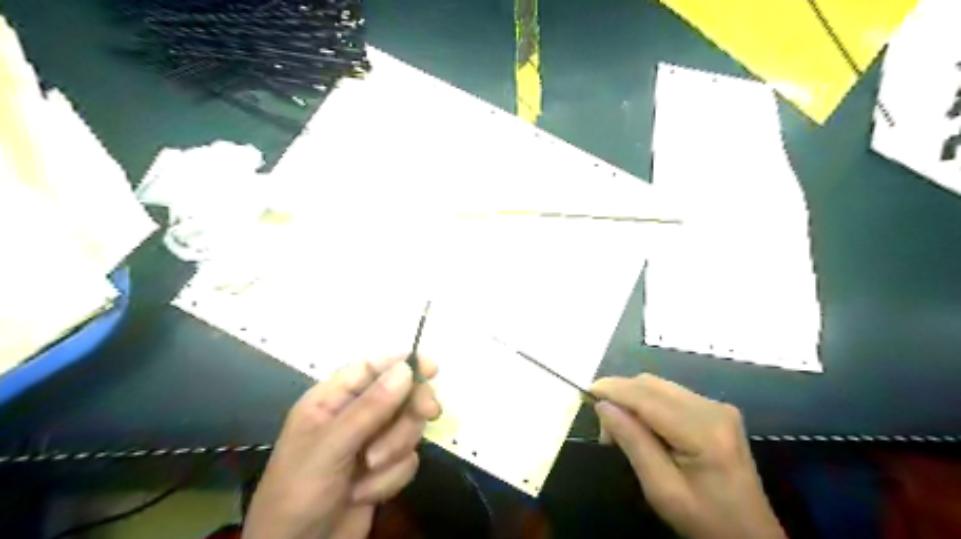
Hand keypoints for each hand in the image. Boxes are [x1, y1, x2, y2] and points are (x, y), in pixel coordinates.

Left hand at [242, 356, 439, 538]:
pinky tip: (366, 494)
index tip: (432, 369)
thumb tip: (406, 368)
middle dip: (408, 411)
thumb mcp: (331, 446)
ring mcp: (370, 443)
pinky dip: (391, 477)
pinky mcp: (383, 470)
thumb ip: (370, 407)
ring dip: (395, 450)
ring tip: (369, 470)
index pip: (372, 368)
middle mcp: (353, 416)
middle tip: (429, 414)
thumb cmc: (300, 492)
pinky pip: (407, 459)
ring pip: (407, 427)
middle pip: (398, 395)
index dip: (401, 364)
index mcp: (331, 400)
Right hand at [594, 374, 788, 537]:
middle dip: (621, 395)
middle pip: (652, 384)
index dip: (613, 389)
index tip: (585, 392)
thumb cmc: (705, 521)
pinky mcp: (717, 410)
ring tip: (621, 430)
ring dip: (633, 399)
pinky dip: (648, 404)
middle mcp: (713, 408)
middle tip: (604, 428)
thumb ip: (633, 442)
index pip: (647, 397)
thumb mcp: (662, 490)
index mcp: (704, 431)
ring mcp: (718, 407)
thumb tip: (603, 406)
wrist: (751, 537)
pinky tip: (642, 426)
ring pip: (659, 386)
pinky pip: (670, 395)